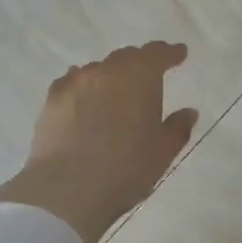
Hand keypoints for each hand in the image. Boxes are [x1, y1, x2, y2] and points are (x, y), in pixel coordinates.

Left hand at [0, 42, 198, 242]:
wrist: (66, 190)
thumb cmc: (125, 169)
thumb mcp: (162, 153)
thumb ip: (177, 128)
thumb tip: (188, 112)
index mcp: (139, 77)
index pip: (157, 54)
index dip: (170, 53)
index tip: (179, 54)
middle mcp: (107, 70)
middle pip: (127, 58)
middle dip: (140, 64)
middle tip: (149, 77)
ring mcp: (76, 82)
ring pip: (99, 69)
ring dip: (111, 76)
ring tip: (116, 93)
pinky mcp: (52, 99)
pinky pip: (73, 82)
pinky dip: (84, 85)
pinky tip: (84, 96)